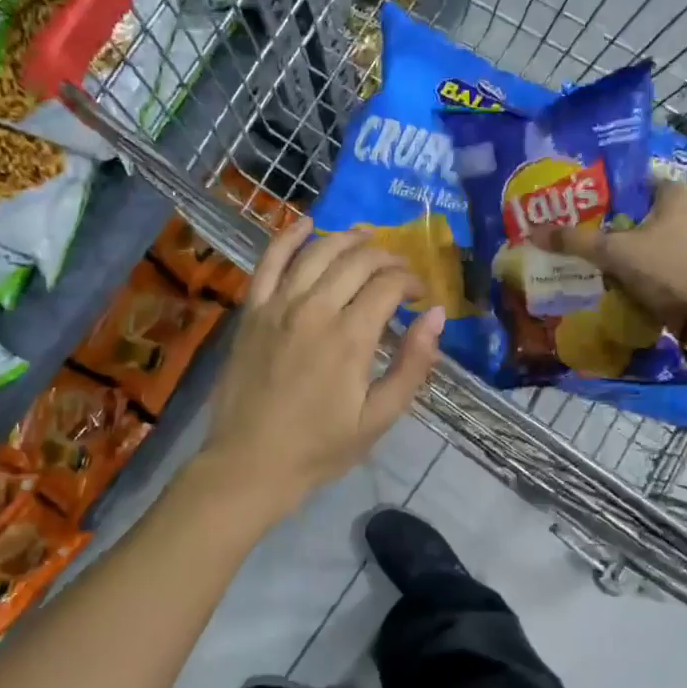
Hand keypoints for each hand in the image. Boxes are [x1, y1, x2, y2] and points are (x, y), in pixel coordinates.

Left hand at [200, 220, 445, 517]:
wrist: (250, 464)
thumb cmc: (320, 448)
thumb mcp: (379, 417)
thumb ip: (413, 365)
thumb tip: (436, 315)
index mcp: (350, 337)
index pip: (388, 285)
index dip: (411, 282)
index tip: (420, 295)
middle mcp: (314, 309)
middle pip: (357, 261)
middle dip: (386, 258)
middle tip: (399, 272)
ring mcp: (278, 306)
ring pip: (318, 251)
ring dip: (347, 239)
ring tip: (367, 238)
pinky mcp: (252, 311)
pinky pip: (269, 261)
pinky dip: (288, 236)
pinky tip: (306, 223)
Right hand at [531, 179, 686, 334]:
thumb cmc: (662, 270)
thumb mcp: (613, 252)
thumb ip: (575, 241)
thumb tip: (534, 232)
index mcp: (674, 197)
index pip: (637, 179)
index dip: (610, 186)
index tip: (582, 196)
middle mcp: (685, 214)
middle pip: (637, 209)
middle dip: (609, 216)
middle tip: (578, 223)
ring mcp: (686, 242)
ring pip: (643, 234)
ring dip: (619, 241)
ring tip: (587, 248)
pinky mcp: (683, 266)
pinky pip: (649, 256)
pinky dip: (631, 260)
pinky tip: (608, 270)